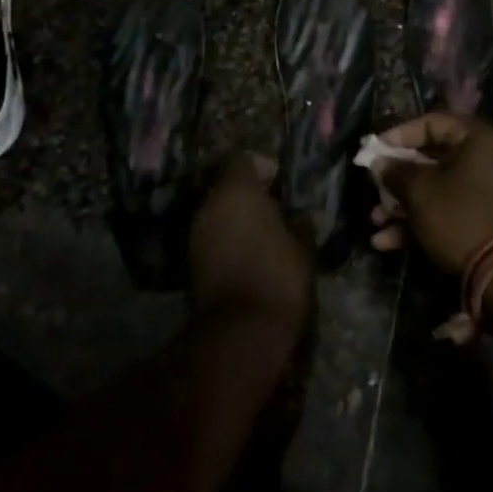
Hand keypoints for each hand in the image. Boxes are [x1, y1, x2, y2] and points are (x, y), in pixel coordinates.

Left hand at [189, 152, 313, 336]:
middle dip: (247, 195)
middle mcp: (210, 203)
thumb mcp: (302, 247)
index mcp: (238, 190)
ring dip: (235, 219)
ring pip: (217, 212)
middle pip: (227, 187)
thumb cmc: (279, 276)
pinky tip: (246, 254)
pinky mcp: (190, 260)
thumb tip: (299, 216)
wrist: (241, 330)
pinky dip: (225, 240)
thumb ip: (299, 224)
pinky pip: (211, 237)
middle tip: (272, 208)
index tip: (278, 181)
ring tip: (261, 233)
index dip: (261, 168)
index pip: (243, 161)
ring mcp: (196, 232)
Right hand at [368, 113, 492, 273]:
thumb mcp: (421, 191)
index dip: (399, 134)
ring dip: (402, 206)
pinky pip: (446, 214)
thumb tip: (381, 163)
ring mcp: (485, 194)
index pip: (432, 123)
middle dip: (397, 179)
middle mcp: (485, 161)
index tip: (375, 150)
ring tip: (375, 223)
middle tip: (374, 190)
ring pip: (435, 191)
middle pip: (431, 160)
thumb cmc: (462, 217)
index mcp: (477, 140)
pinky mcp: (483, 224)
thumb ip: (396, 172)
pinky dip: (418, 225)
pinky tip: (387, 243)